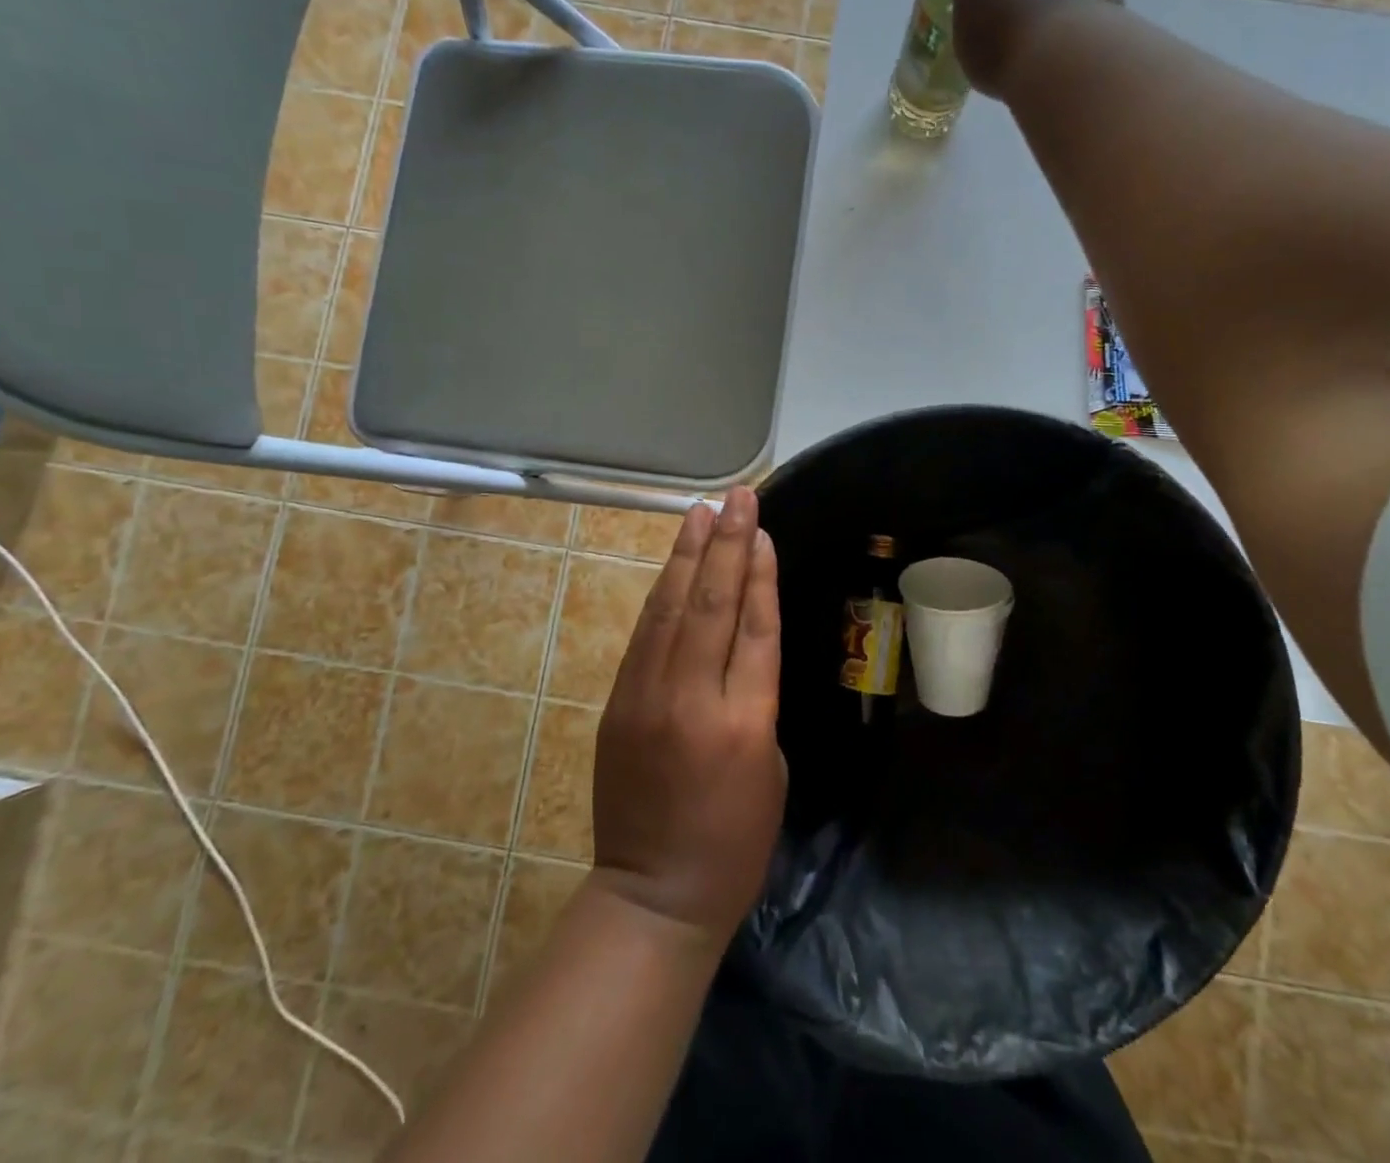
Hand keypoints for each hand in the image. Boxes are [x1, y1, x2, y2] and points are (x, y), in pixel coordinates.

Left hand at [591, 488, 786, 949]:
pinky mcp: (618, 702)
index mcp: (745, 722)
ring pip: (672, 609)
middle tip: (738, 497)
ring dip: (688, 555)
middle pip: (713, 604)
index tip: (762, 529)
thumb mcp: (771, 770)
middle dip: (727, 544)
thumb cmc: (734, 842)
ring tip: (701, 512)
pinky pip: (645, 635)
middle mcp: (693, 699)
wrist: (653, 892)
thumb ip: (756, 699)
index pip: (754, 627)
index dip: (759, 572)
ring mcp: (648, 697)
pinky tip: (674, 565)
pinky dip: (663, 594)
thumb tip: (740, 645)